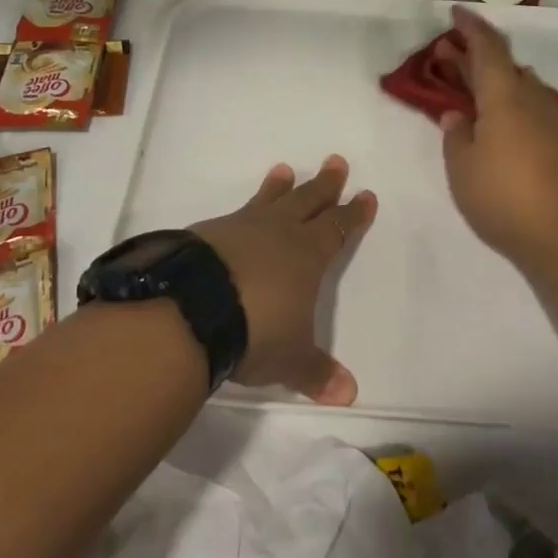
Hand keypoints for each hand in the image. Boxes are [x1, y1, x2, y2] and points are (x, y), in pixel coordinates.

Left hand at [188, 156, 375, 404]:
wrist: (191, 308)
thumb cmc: (255, 330)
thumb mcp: (290, 358)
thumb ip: (317, 373)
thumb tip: (349, 395)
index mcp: (307, 255)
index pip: (338, 228)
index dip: (353, 214)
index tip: (365, 195)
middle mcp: (278, 233)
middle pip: (308, 201)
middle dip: (325, 184)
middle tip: (336, 162)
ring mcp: (241, 228)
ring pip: (268, 200)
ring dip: (279, 187)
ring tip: (284, 170)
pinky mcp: (208, 232)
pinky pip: (234, 215)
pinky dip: (243, 211)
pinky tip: (235, 217)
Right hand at [437, 6, 557, 264]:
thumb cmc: (506, 197)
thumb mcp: (463, 168)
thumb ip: (456, 136)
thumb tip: (457, 116)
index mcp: (505, 96)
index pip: (488, 48)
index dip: (471, 28)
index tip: (456, 13)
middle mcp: (535, 99)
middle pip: (504, 67)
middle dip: (474, 57)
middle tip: (446, 55)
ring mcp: (557, 121)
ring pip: (522, 89)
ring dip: (495, 84)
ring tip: (471, 94)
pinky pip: (535, 111)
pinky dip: (513, 107)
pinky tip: (502, 128)